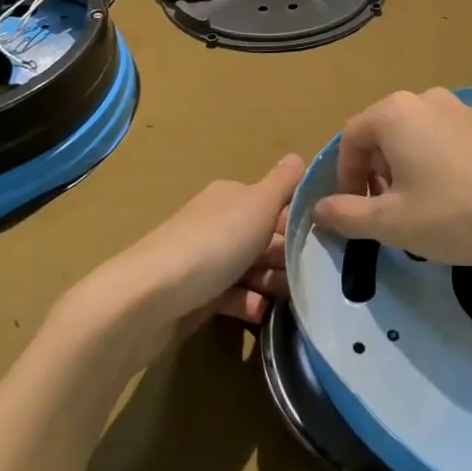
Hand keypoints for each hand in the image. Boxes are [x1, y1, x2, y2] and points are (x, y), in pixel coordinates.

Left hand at [106, 154, 301, 350]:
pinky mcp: (196, 296)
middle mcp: (218, 223)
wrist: (148, 299)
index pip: (274, 204)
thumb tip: (299, 156)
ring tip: (290, 299)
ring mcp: (205, 261)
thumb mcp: (258, 204)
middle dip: (288, 257)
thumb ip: (283, 183)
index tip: (323, 243)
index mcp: (232, 197)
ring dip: (272, 282)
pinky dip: (248, 303)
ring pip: (250, 269)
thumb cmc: (213, 243)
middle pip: (264, 238)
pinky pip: (232, 297)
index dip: (298, 221)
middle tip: (310, 277)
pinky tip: (261, 313)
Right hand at [311, 88, 471, 266]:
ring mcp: (458, 107)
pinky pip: (441, 138)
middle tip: (386, 214)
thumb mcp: (394, 223)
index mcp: (394, 113)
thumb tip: (319, 209)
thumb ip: (348, 215)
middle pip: (381, 133)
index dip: (345, 177)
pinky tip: (451, 198)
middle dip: (374, 174)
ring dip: (403, 170)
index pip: (350, 138)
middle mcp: (424, 99)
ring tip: (419, 210)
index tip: (355, 212)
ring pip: (412, 136)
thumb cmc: (456, 213)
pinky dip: (432, 163)